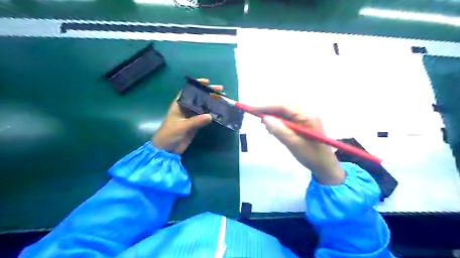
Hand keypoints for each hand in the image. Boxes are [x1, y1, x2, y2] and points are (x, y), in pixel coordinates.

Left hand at [152, 79, 222, 153]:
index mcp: (179, 104)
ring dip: (212, 104)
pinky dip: (211, 115)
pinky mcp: (195, 125)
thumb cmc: (169, 134)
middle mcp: (185, 108)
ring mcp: (191, 117)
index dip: (196, 85)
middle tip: (221, 91)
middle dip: (208, 94)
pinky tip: (219, 112)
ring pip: (203, 107)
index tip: (207, 82)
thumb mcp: (181, 126)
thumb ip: (195, 121)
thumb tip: (211, 116)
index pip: (188, 91)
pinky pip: (204, 118)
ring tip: (223, 100)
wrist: (166, 150)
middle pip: (198, 98)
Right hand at [255, 105, 344, 184]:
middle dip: (271, 110)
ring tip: (266, 125)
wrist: (325, 165)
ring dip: (275, 115)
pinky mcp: (305, 122)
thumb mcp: (293, 144)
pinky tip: (274, 127)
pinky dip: (280, 120)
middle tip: (259, 119)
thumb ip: (279, 130)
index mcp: (308, 116)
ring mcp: (307, 116)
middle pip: (285, 106)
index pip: (284, 106)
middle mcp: (308, 112)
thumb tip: (265, 118)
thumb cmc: (310, 156)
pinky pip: (289, 117)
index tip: (253, 110)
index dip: (267, 107)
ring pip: (286, 111)